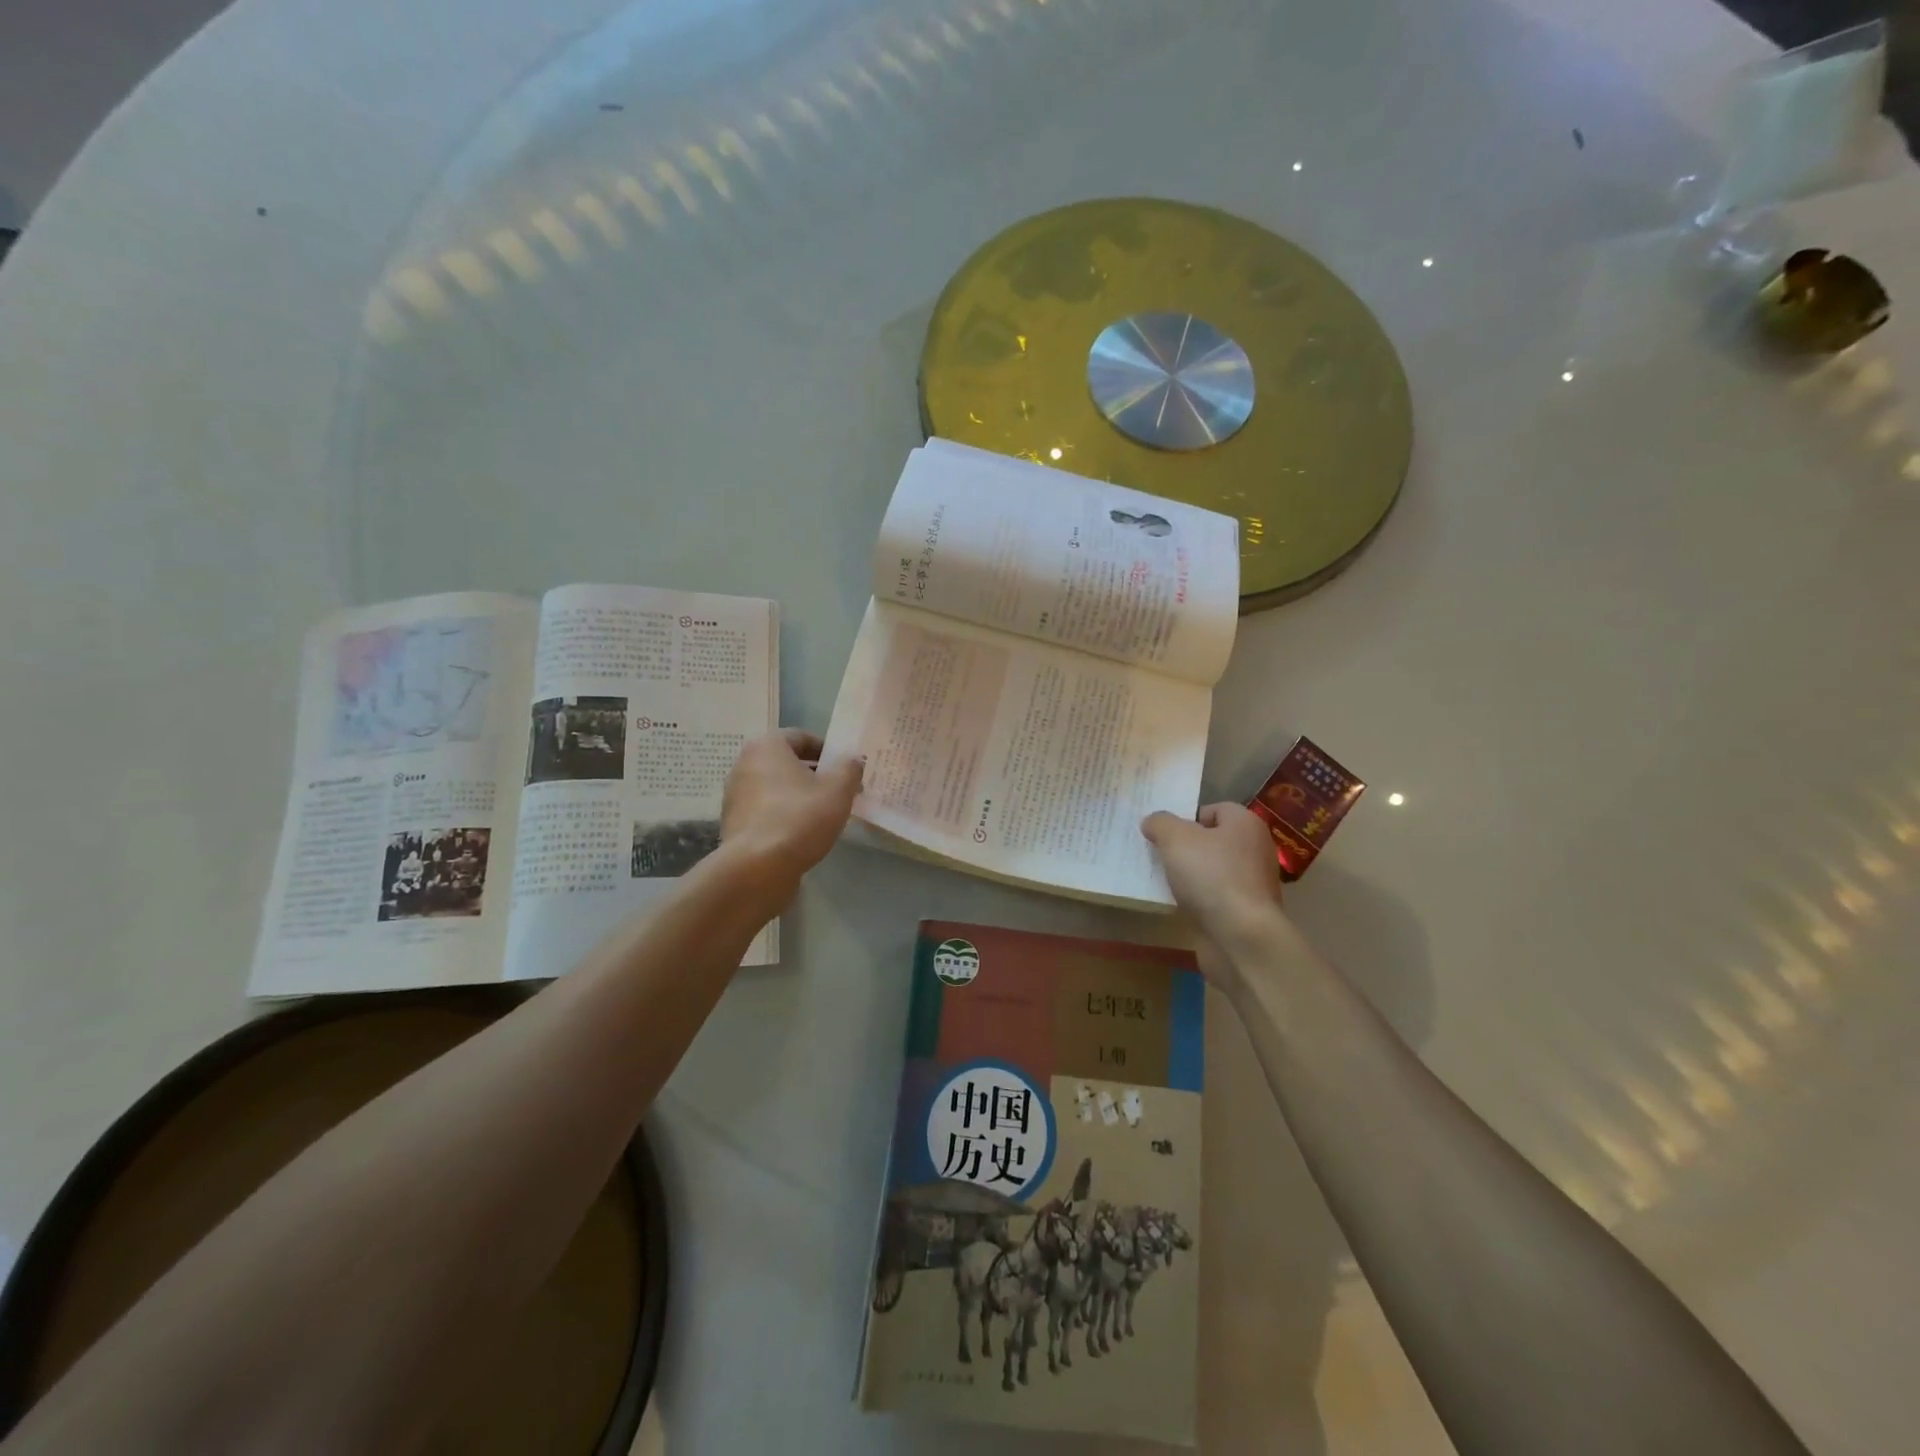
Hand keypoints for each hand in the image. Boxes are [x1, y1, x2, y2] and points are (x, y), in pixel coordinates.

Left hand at [718, 730, 862, 898]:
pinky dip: (784, 814)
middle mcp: (744, 764)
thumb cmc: (800, 818)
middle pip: (787, 762)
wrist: (757, 868)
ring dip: (799, 795)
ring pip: (776, 787)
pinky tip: (802, 833)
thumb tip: (852, 759)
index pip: (802, 737)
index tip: (846, 769)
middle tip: (840, 791)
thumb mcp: (838, 790)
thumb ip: (849, 768)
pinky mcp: (734, 823)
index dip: (828, 751)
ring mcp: (735, 795)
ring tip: (824, 814)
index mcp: (767, 746)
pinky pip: (766, 810)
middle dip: (814, 774)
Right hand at [1141, 803, 1288, 985]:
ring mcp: (1253, 883)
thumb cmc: (1211, 876)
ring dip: (1190, 875)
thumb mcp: (1175, 838)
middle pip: (1213, 840)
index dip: (1187, 817)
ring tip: (1165, 881)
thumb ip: (1160, 823)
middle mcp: (1255, 849)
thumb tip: (1153, 822)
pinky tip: (1179, 905)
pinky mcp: (1245, 912)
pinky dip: (1198, 899)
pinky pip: (1215, 896)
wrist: (1240, 936)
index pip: (1214, 809)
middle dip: (1186, 847)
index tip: (1164, 834)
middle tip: (1160, 855)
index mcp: (1245, 824)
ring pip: (1213, 870)